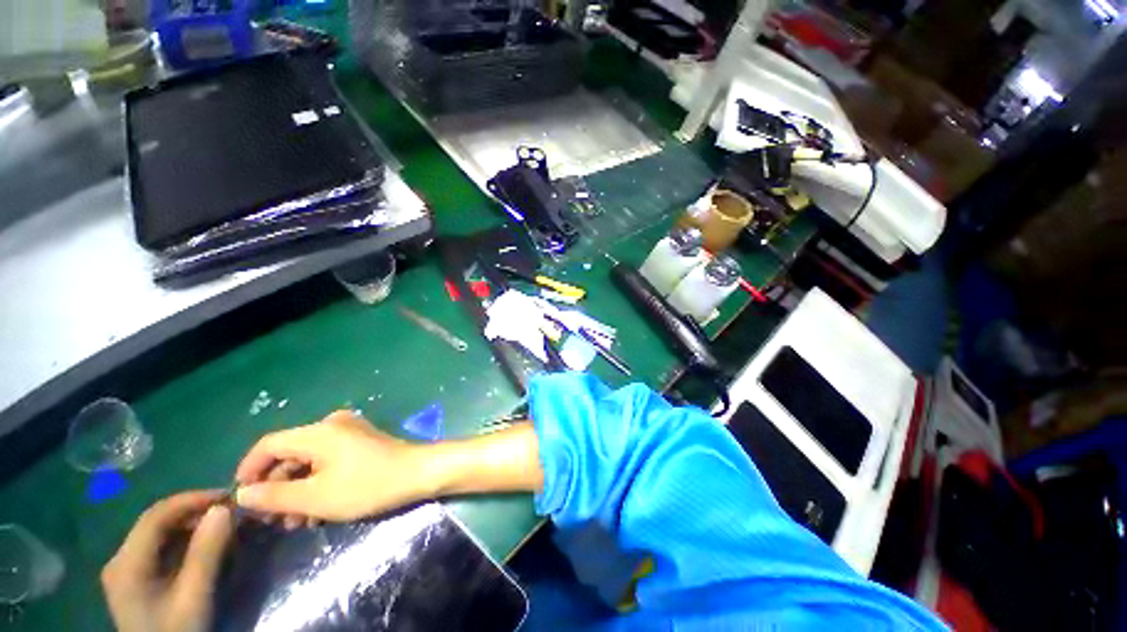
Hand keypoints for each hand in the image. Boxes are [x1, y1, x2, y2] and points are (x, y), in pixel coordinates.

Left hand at [102, 491, 233, 631]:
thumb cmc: (178, 631)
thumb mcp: (195, 596)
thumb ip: (207, 553)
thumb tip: (224, 509)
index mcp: (128, 562)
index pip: (157, 515)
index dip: (192, 499)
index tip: (229, 496)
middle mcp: (120, 559)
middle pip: (156, 522)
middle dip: (194, 511)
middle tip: (229, 510)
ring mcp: (124, 569)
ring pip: (158, 533)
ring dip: (190, 524)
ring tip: (221, 525)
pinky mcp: (134, 578)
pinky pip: (159, 547)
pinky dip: (183, 539)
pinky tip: (203, 544)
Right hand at [234, 410, 433, 521]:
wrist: (417, 473)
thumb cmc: (367, 485)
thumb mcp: (315, 498)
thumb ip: (274, 496)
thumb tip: (243, 493)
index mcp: (318, 431)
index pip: (268, 444)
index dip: (249, 470)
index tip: (241, 498)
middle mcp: (332, 425)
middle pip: (289, 453)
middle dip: (276, 487)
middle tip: (271, 520)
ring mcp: (349, 432)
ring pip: (309, 460)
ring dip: (297, 489)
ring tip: (294, 522)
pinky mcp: (361, 442)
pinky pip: (328, 460)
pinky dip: (317, 482)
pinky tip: (316, 510)